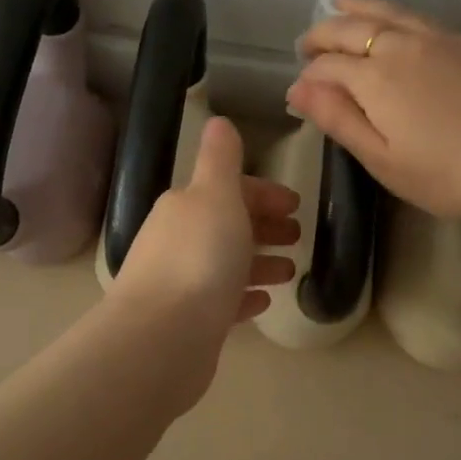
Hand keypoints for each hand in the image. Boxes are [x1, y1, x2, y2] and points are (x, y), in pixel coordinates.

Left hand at [108, 116, 299, 340]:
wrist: (163, 338)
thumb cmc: (199, 258)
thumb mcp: (216, 195)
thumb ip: (221, 160)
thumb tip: (218, 121)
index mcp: (185, 207)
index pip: (228, 190)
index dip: (263, 194)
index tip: (296, 205)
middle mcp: (178, 241)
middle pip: (227, 226)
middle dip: (263, 227)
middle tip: (298, 236)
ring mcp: (182, 284)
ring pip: (227, 265)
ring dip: (259, 262)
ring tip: (291, 271)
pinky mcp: (190, 323)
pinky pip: (223, 302)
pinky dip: (244, 296)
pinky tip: (264, 301)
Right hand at [289, 0, 460, 226]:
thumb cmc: (445, 175)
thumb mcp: (381, 158)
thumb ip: (338, 119)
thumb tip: (297, 89)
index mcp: (376, 76)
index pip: (329, 66)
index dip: (309, 77)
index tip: (299, 91)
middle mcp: (404, 46)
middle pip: (353, 29)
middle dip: (324, 34)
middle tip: (307, 44)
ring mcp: (442, 40)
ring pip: (390, 12)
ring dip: (359, 7)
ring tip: (340, 1)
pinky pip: (421, 18)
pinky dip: (395, 14)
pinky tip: (397, 22)